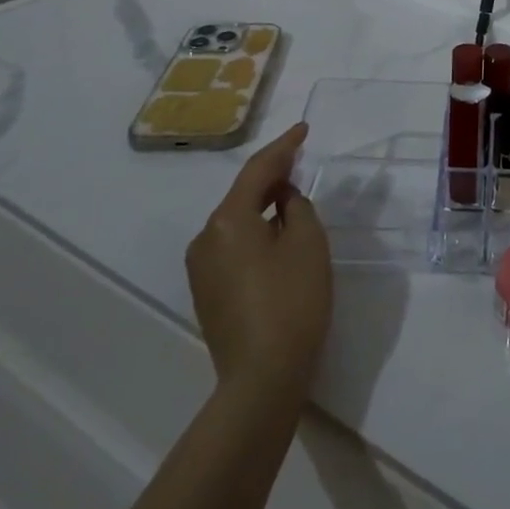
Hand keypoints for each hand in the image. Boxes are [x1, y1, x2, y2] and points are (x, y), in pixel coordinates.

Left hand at [186, 122, 332, 398]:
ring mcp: (201, 268)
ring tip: (292, 192)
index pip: (258, 169)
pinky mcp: (207, 292)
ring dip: (263, 203)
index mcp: (228, 220)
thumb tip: (284, 199)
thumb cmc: (292, 301)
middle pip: (242, 193)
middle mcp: (205, 238)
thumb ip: (298, 207)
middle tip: (300, 158)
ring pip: (236, 220)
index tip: (303, 129)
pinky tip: (276, 232)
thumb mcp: (308, 242)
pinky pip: (232, 244)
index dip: (284, 146)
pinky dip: (255, 229)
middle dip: (272, 175)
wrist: (262, 378)